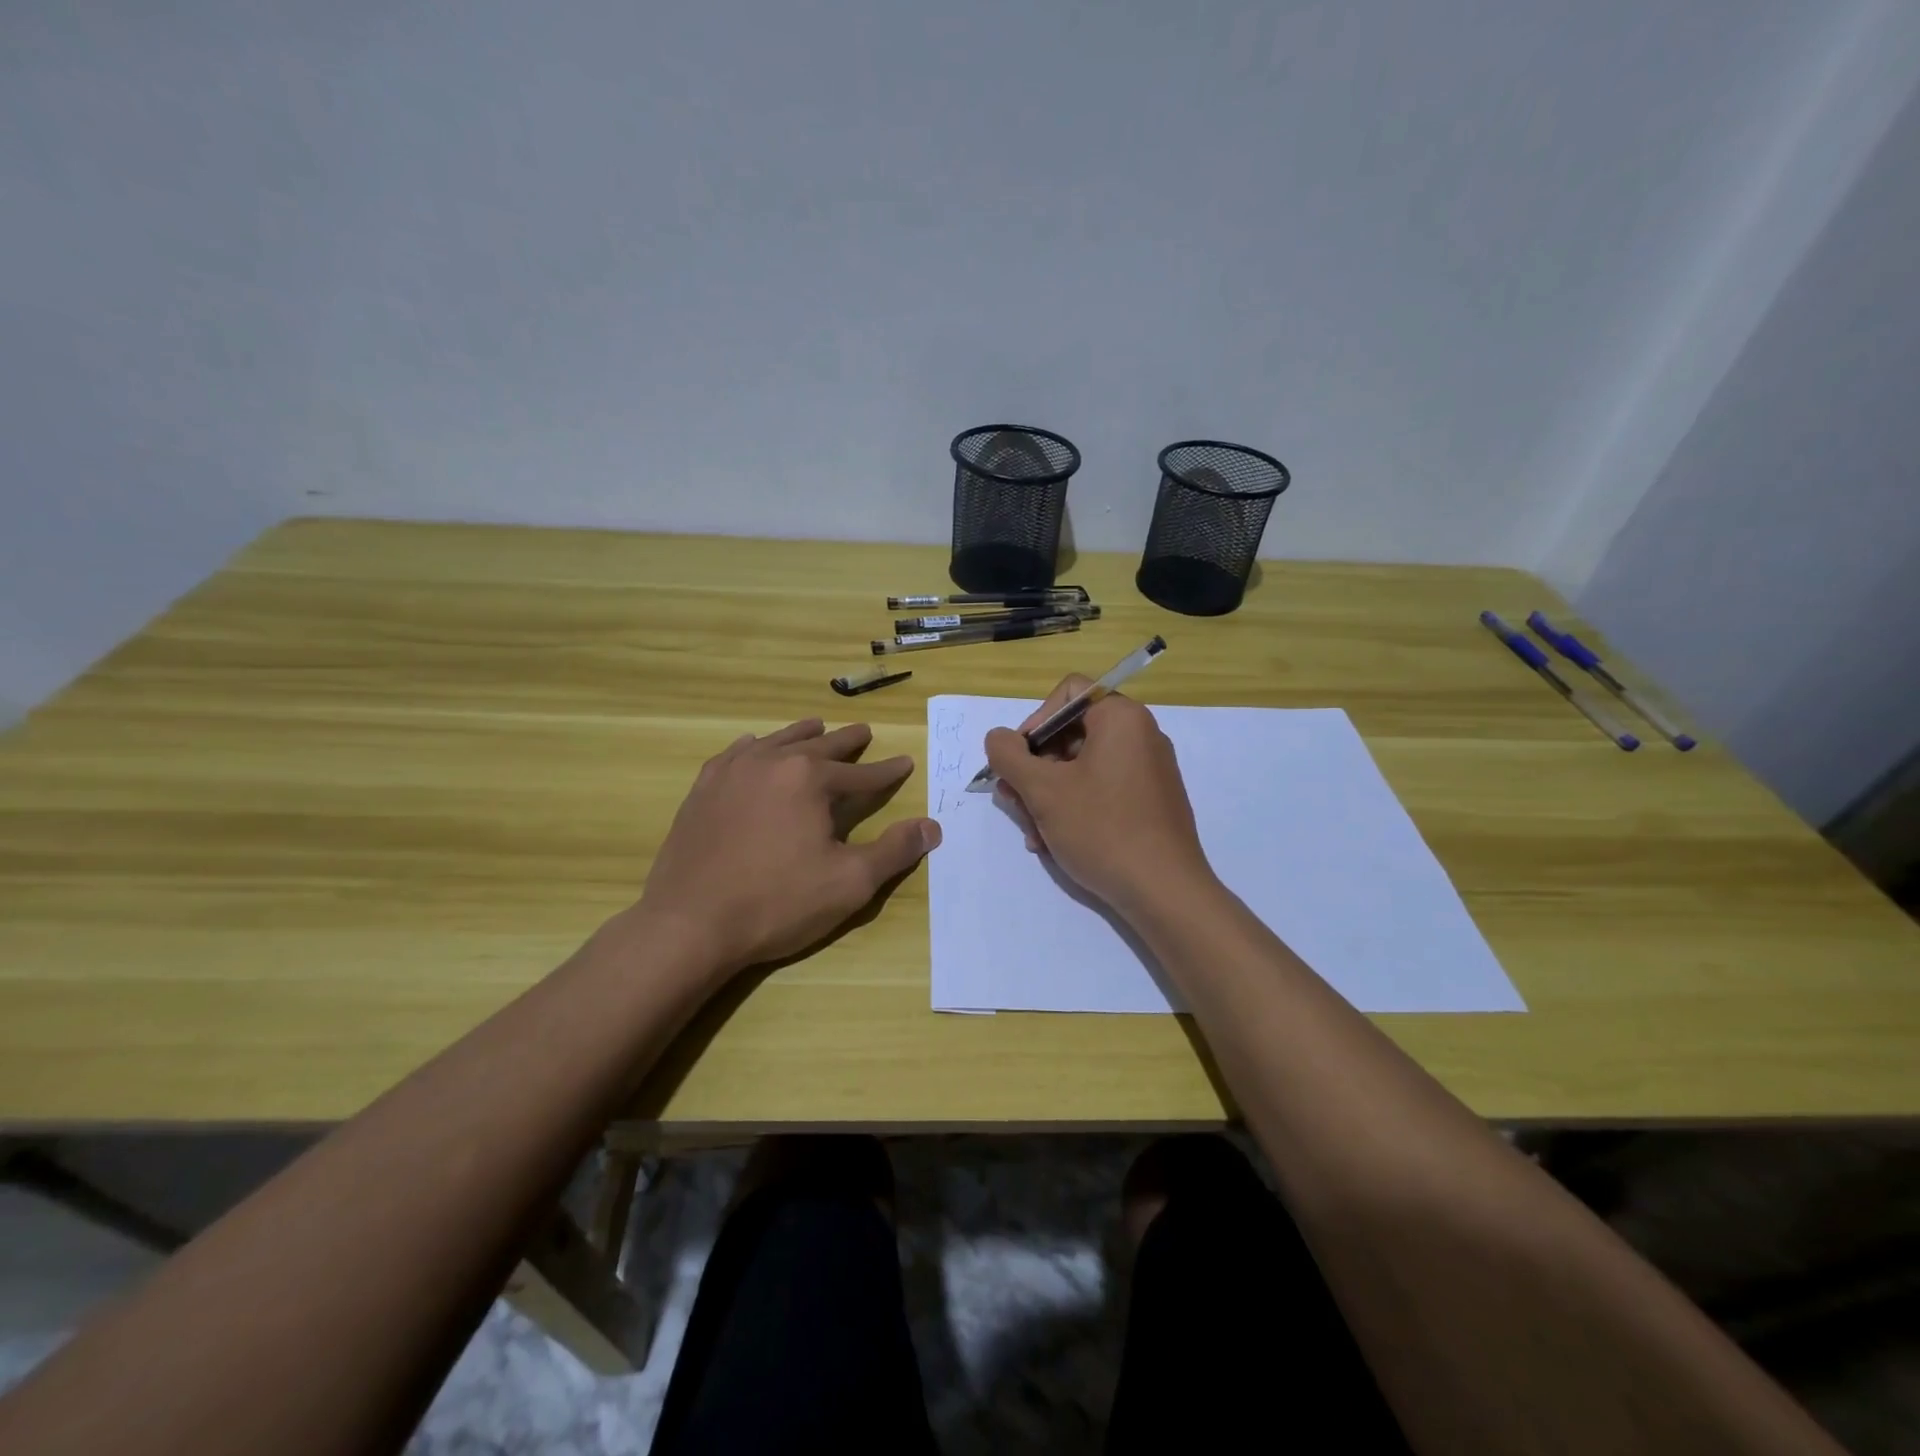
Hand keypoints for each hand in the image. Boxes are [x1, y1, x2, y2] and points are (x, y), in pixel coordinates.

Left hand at [636, 719, 939, 976]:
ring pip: (776, 742)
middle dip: (847, 741)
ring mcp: (732, 772)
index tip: (905, 762)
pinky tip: (755, 746)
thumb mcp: (850, 883)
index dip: (887, 771)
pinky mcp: (703, 790)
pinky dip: (755, 747)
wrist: (689, 924)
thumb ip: (894, 851)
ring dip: (802, 735)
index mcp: (810, 778)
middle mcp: (771, 762)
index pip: (861, 773)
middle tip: (865, 732)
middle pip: (819, 745)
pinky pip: (735, 754)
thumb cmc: (777, 903)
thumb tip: (932, 827)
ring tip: (817, 726)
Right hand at [985, 678, 1211, 916]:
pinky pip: (1102, 790)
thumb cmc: (1102, 829)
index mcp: (1122, 718)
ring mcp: (1148, 771)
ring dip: (1047, 795)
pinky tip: (1053, 842)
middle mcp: (1140, 736)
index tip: (1018, 759)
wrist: (1164, 891)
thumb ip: (1009, 756)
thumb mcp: (1043, 790)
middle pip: (1071, 734)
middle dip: (1035, 768)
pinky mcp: (1150, 802)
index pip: (1068, 693)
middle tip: (1013, 800)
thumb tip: (998, 738)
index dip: (1035, 721)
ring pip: (1082, 768)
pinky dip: (1074, 808)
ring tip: (1031, 831)